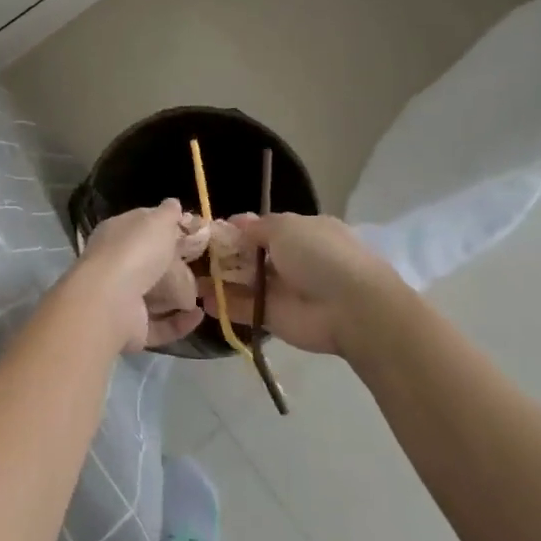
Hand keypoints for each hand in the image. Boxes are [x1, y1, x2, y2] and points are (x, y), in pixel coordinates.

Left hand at [78, 201, 212, 352]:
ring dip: (180, 296)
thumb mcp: (157, 221)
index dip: (168, 228)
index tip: (195, 233)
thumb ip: (168, 213)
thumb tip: (173, 204)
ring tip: (206, 292)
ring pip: (155, 296)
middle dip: (176, 265)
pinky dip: (180, 322)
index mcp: (117, 234)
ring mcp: (122, 298)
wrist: (110, 301)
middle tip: (205, 265)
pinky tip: (199, 315)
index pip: (143, 228)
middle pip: (150, 263)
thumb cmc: (135, 251)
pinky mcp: (132, 328)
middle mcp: (117, 265)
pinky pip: (160, 325)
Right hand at [209, 213, 406, 356]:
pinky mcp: (274, 318)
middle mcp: (292, 259)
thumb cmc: (320, 255)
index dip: (238, 229)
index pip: (263, 228)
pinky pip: (244, 308)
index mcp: (302, 232)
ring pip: (245, 282)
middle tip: (192, 254)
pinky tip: (200, 299)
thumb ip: (256, 227)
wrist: (351, 308)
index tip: (211, 231)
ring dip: (219, 279)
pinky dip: (224, 305)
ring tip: (188, 277)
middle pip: (251, 255)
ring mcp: (283, 290)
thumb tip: (235, 222)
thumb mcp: (286, 227)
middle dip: (224, 255)